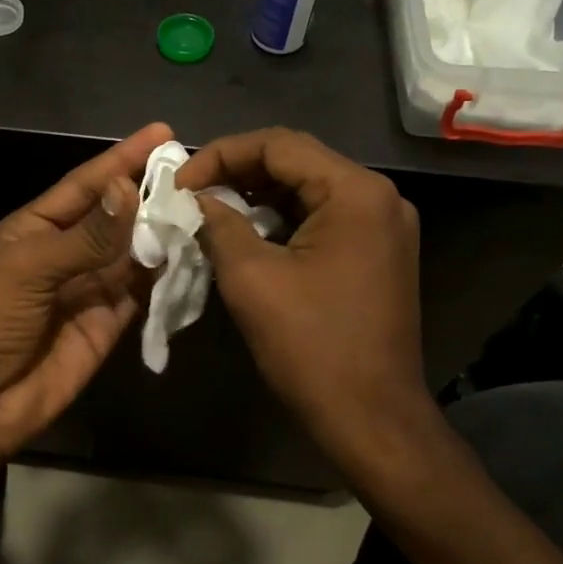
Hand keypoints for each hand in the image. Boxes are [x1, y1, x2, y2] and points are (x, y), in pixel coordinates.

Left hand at [0, 122, 173, 462]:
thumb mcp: (29, 268)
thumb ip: (85, 235)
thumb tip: (129, 189)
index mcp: (35, 228)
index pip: (85, 184)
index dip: (121, 158)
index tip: (162, 133)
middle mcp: (65, 253)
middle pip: (115, 216)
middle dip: (150, 193)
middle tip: (195, 172)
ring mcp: (88, 289)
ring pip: (133, 252)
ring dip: (162, 232)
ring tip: (204, 207)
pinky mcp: (108, 323)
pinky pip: (141, 291)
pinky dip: (164, 274)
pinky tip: (191, 254)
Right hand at [176, 128, 430, 475]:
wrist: (371, 418)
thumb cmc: (311, 346)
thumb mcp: (252, 278)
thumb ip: (219, 224)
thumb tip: (195, 199)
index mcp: (356, 192)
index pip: (279, 145)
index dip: (221, 155)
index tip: (179, 183)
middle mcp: (378, 197)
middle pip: (297, 162)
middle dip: (237, 173)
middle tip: (190, 195)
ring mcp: (383, 226)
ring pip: (308, 190)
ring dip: (257, 197)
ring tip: (209, 212)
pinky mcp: (377, 253)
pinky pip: (321, 218)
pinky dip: (280, 221)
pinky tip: (245, 235)